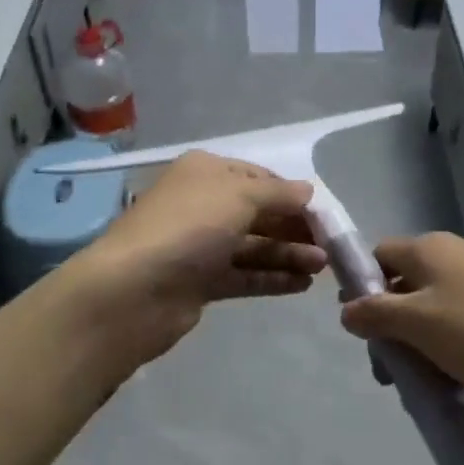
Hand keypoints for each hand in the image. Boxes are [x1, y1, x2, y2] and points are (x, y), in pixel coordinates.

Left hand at [59, 151, 327, 376]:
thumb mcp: (239, 196)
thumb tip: (308, 191)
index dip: (292, 194)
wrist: (133, 291)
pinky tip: (302, 284)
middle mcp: (202, 204)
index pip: (259, 177)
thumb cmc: (189, 228)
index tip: (324, 214)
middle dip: (294, 227)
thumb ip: (278, 194)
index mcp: (206, 173)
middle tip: (330, 246)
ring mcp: (199, 245)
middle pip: (258, 213)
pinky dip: (272, 278)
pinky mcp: (200, 282)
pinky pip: (243, 275)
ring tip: (323, 268)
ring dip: (288, 254)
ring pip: (253, 246)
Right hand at [339, 232, 463, 425]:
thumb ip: (377, 313)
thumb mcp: (420, 324)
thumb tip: (347, 308)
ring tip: (426, 385)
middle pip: (407, 285)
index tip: (360, 331)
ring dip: (423, 345)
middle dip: (392, 327)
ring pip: (437, 311)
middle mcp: (459, 256)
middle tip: (392, 372)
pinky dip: (454, 350)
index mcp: (432, 249)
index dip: (361, 287)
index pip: (379, 255)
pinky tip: (459, 384)